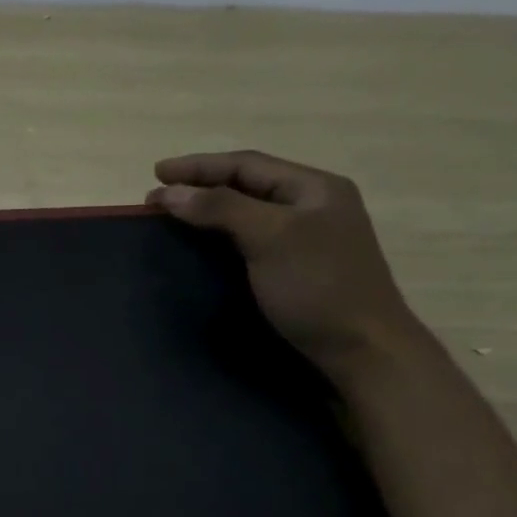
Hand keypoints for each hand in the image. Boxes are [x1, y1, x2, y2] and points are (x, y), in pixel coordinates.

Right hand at [147, 150, 426, 378]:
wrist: (360, 351)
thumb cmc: (318, 287)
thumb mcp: (270, 237)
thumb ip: (220, 208)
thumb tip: (169, 192)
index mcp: (314, 188)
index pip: (247, 165)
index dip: (199, 166)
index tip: (155, 174)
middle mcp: (311, 208)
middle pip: (246, 186)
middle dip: (200, 187)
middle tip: (157, 200)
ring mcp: (304, 241)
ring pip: (246, 215)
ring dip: (207, 213)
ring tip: (172, 219)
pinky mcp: (294, 272)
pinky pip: (248, 242)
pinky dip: (219, 239)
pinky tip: (200, 248)